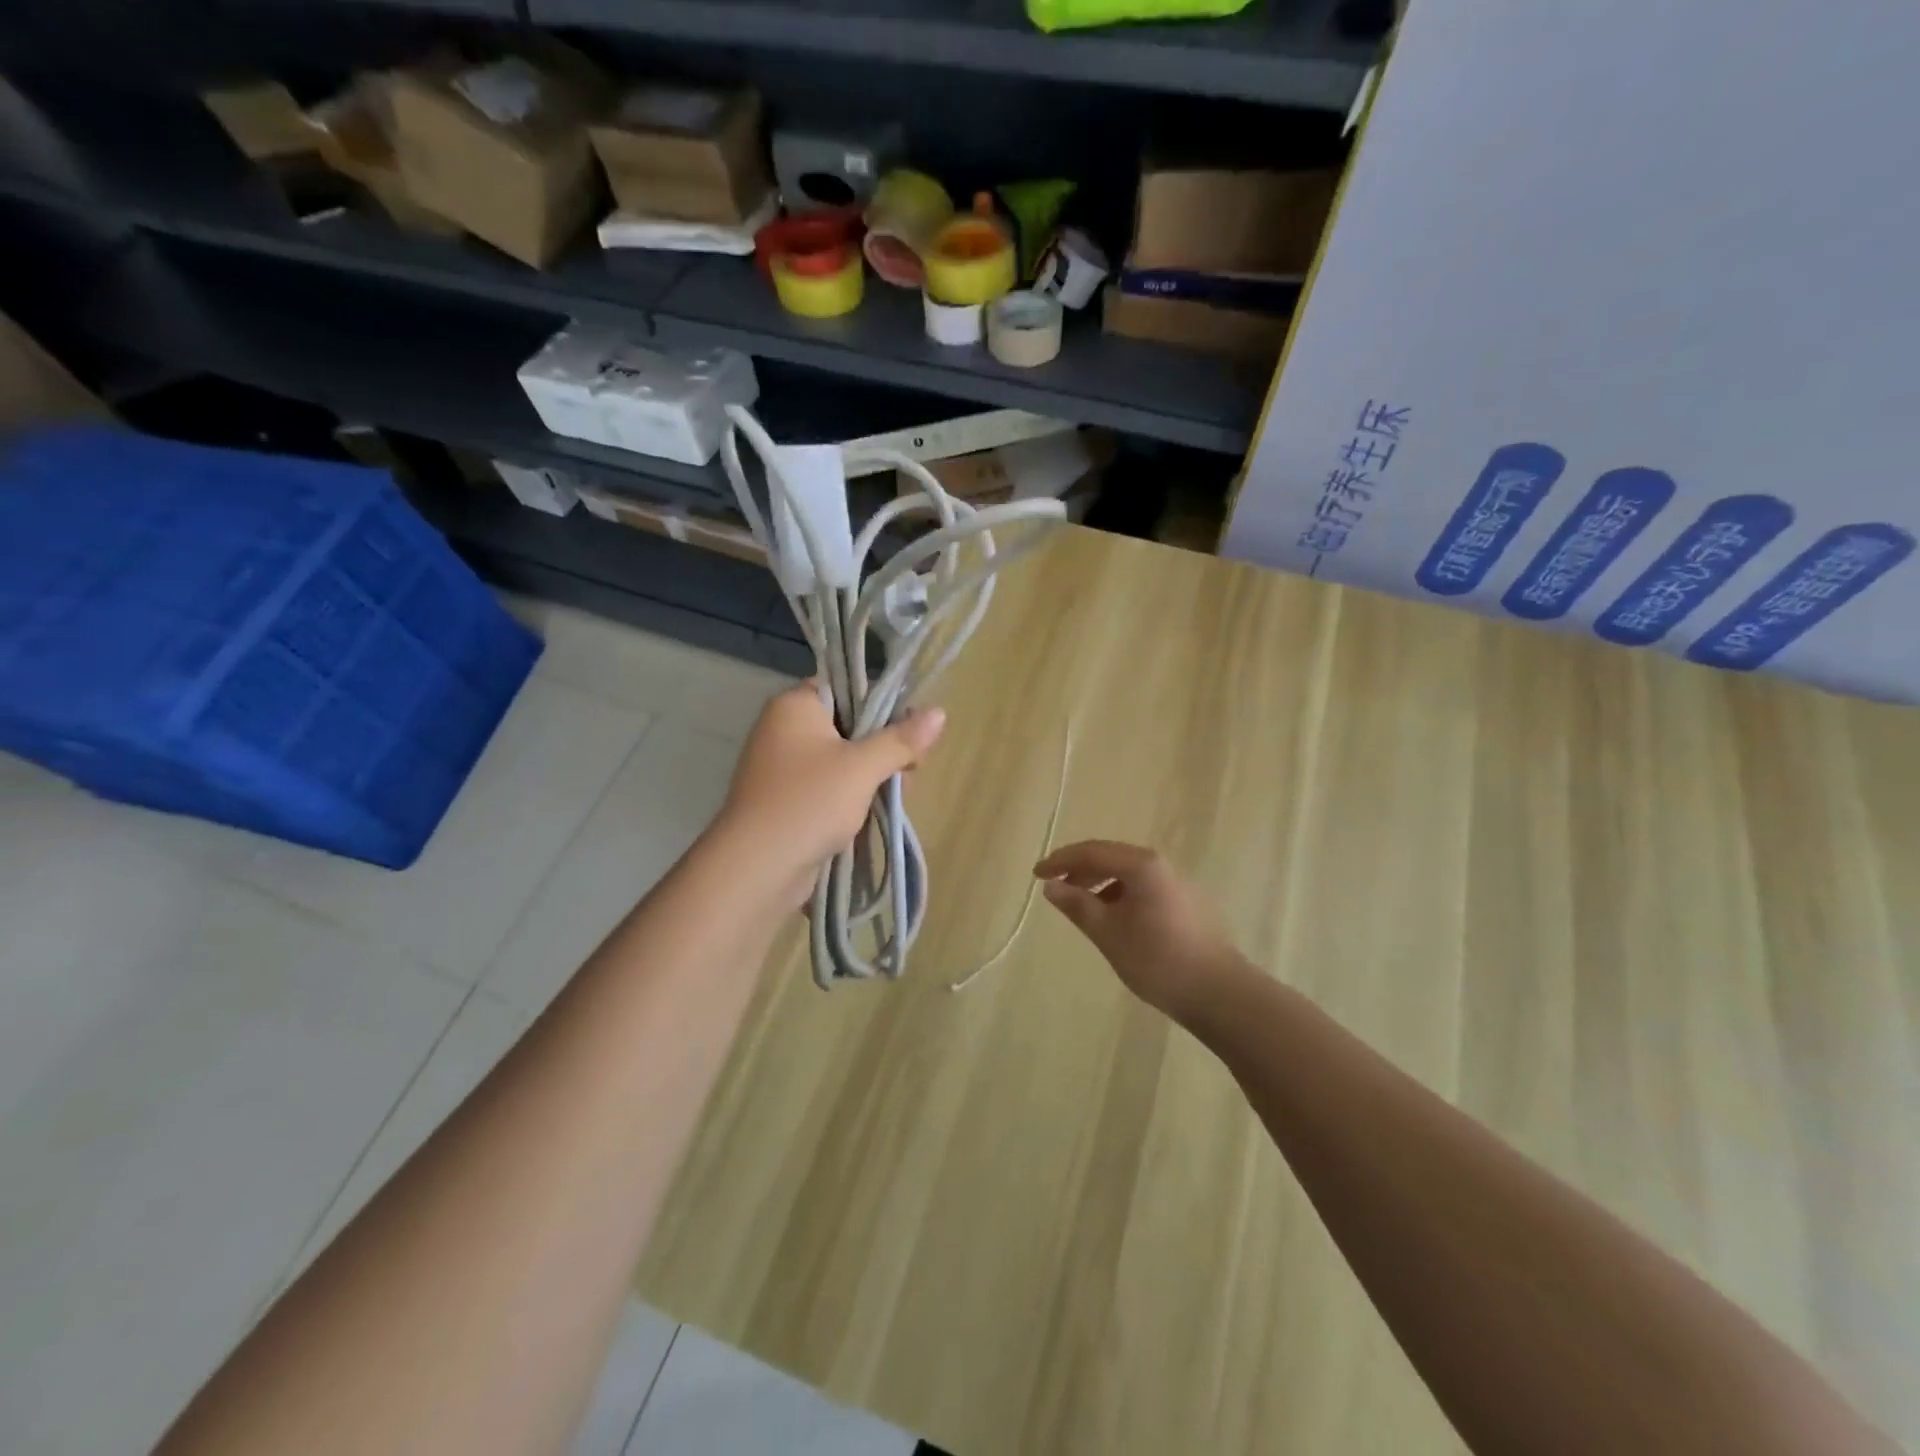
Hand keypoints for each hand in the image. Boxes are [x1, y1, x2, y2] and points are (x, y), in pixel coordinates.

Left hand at [716, 683, 945, 908]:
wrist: (756, 868)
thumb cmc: (809, 802)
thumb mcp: (863, 767)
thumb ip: (901, 740)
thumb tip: (939, 713)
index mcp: (794, 706)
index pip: (846, 688)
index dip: (881, 706)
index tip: (909, 732)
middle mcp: (783, 729)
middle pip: (848, 725)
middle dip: (881, 749)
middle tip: (907, 773)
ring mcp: (781, 767)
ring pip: (841, 760)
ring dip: (869, 778)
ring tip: (894, 798)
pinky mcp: (785, 800)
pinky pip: (827, 787)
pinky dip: (850, 798)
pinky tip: (870, 814)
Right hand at [1035, 841, 1245, 1021]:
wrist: (1219, 992)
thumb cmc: (1156, 959)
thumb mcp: (1107, 932)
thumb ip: (1077, 904)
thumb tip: (1051, 886)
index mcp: (1141, 865)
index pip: (1091, 851)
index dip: (1060, 861)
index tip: (1036, 875)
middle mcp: (1160, 865)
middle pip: (1111, 856)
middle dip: (1079, 869)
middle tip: (1054, 887)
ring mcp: (1177, 883)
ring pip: (1128, 873)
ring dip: (1099, 882)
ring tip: (1079, 904)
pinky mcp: (1186, 902)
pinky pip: (1143, 887)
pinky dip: (1120, 894)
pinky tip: (1111, 917)